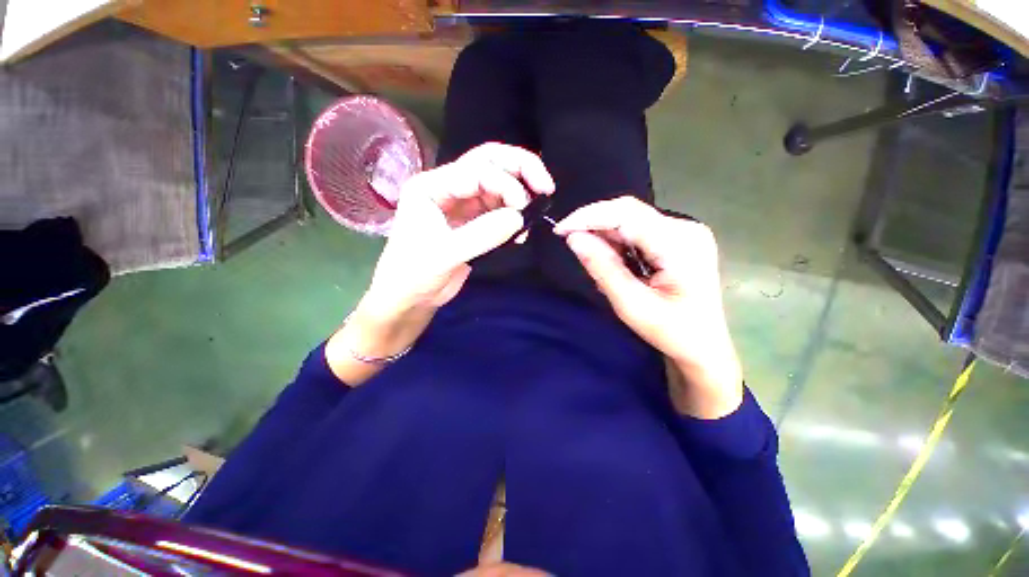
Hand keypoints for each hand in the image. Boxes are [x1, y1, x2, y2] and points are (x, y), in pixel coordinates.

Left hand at [326, 143, 554, 385]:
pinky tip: (521, 230)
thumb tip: (520, 217)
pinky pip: (499, 209)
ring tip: (532, 214)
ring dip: (519, 195)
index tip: (524, 207)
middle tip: (546, 185)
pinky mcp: (472, 222)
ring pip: (497, 186)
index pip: (475, 171)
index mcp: (431, 186)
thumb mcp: (445, 255)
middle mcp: (447, 188)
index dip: (505, 184)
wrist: (408, 300)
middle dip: (520, 169)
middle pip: (488, 163)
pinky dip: (514, 215)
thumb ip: (483, 234)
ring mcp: (461, 204)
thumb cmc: (414, 275)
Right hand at [555, 196, 742, 417]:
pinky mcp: (677, 238)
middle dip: (594, 224)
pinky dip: (617, 242)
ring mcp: (684, 231)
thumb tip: (573, 238)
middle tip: (570, 242)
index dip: (589, 217)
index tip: (560, 230)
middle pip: (628, 212)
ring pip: (631, 220)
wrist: (704, 347)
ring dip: (605, 235)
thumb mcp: (631, 305)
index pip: (626, 214)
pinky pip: (638, 230)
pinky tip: (612, 261)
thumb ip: (602, 268)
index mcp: (680, 243)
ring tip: (595, 261)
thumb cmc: (672, 332)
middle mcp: (685, 228)